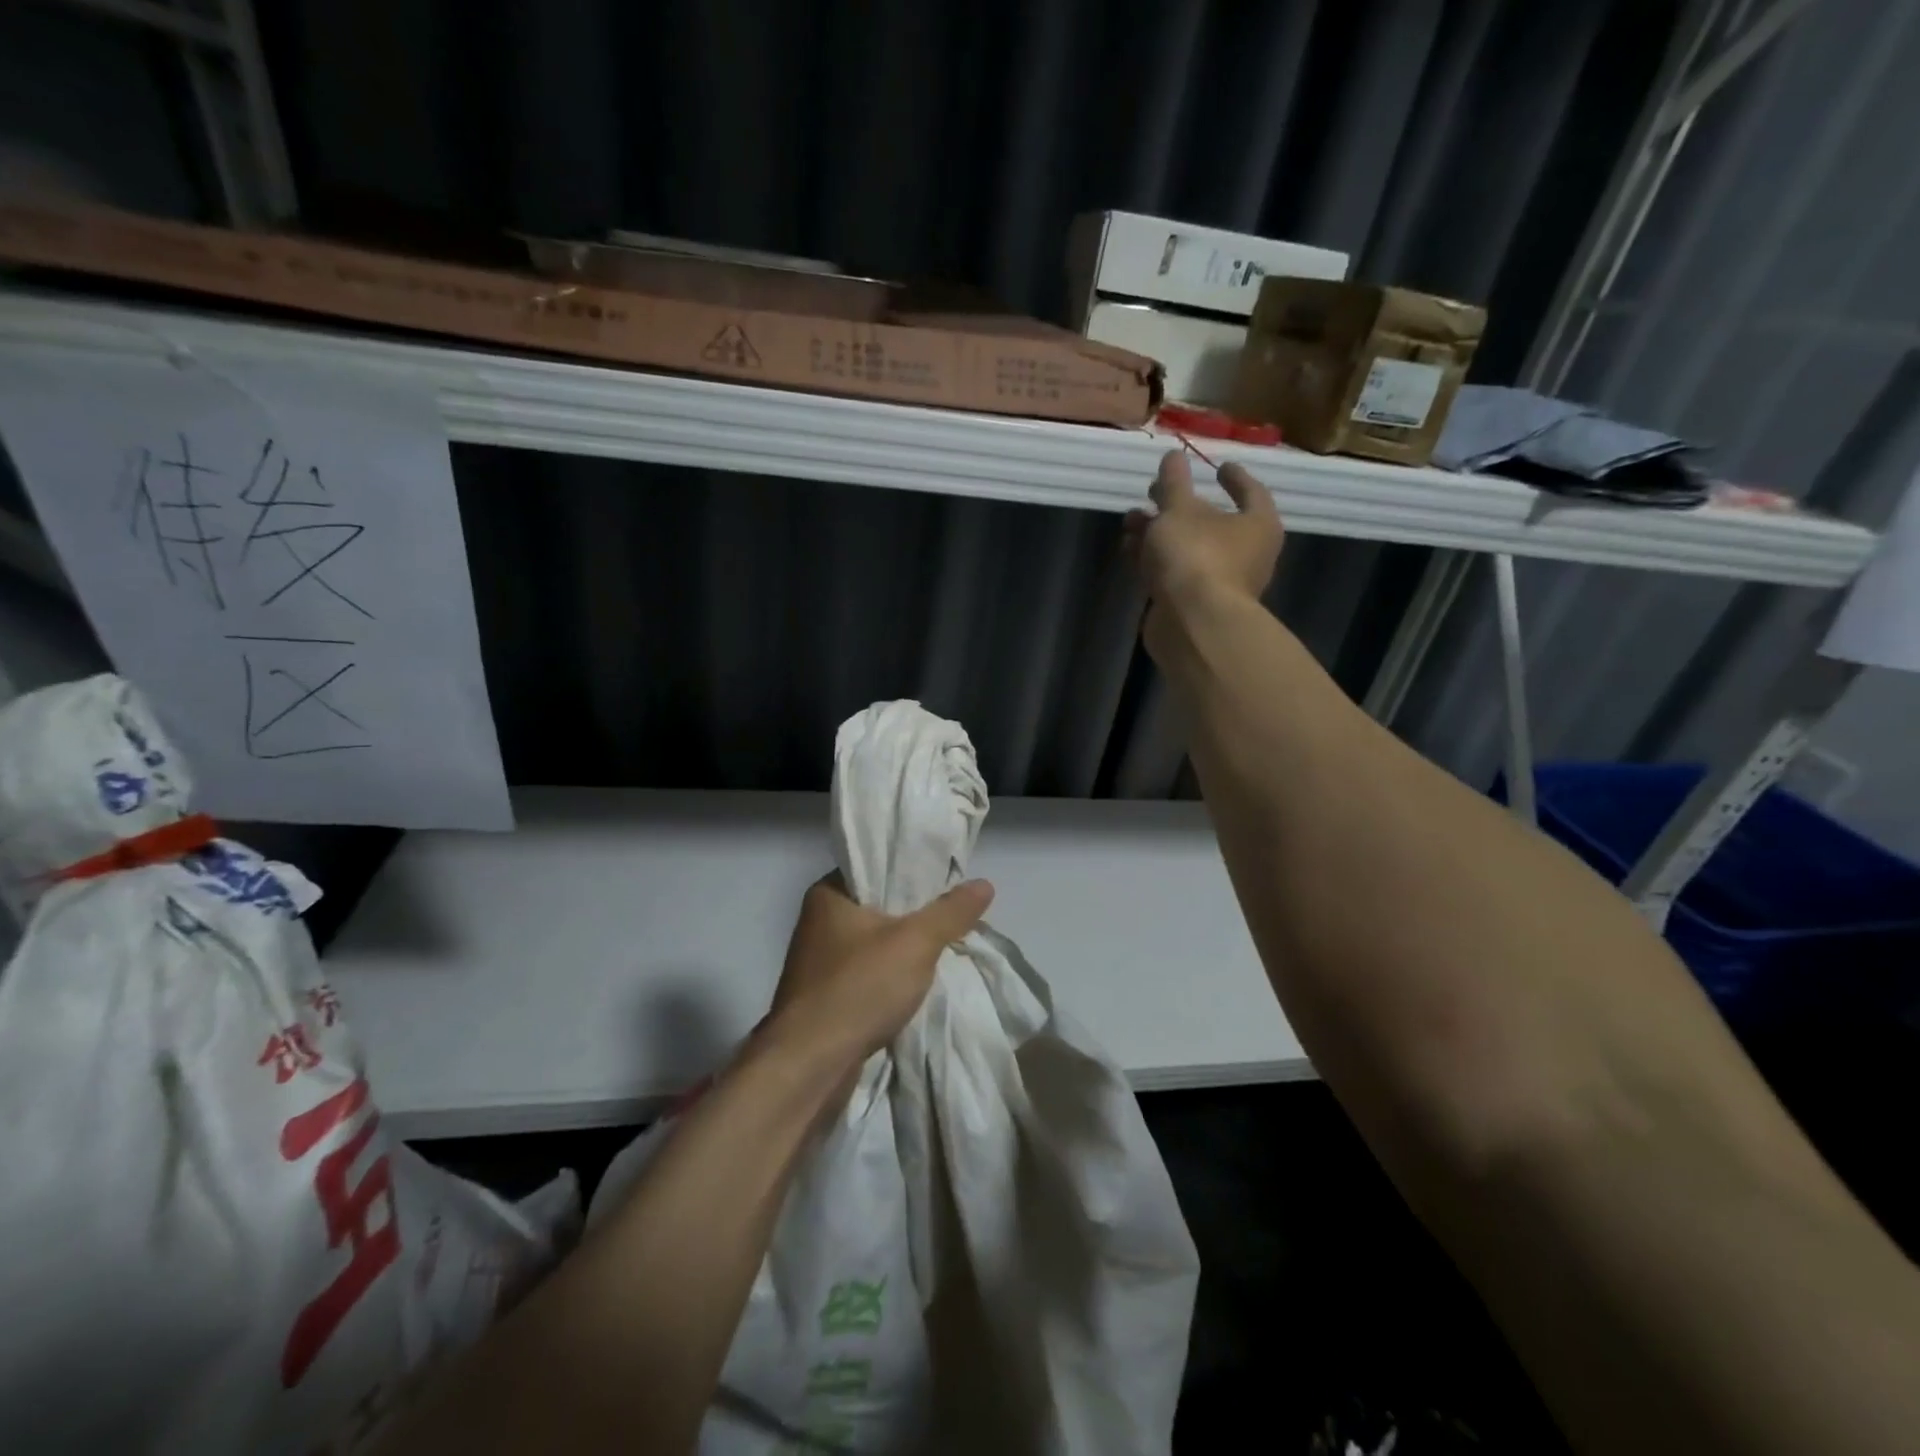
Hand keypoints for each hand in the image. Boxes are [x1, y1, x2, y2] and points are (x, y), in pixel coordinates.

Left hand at [766, 873, 994, 1062]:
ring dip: (904, 949)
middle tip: (955, 912)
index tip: (949, 878)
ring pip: (874, 943)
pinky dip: (891, 976)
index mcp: (828, 894)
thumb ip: (950, 912)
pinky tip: (918, 982)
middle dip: (915, 913)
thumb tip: (984, 884)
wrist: (810, 1065)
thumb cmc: (859, 987)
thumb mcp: (915, 943)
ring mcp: (819, 962)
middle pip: (879, 906)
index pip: (876, 867)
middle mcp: (818, 922)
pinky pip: (867, 974)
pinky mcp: (824, 997)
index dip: (913, 870)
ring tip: (944, 945)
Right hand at [1123, 449, 1283, 611]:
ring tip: (1130, 520)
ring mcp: (1218, 582)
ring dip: (1158, 532)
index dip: (1234, 477)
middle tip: (1154, 491)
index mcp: (1257, 524)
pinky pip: (1172, 572)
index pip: (1251, 491)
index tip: (1218, 466)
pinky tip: (1129, 548)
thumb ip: (1173, 482)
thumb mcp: (1179, 510)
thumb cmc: (1196, 556)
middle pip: (1211, 521)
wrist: (1191, 623)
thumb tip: (1174, 455)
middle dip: (1179, 506)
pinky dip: (1153, 558)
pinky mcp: (1192, 603)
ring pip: (1186, 548)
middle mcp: (1245, 554)